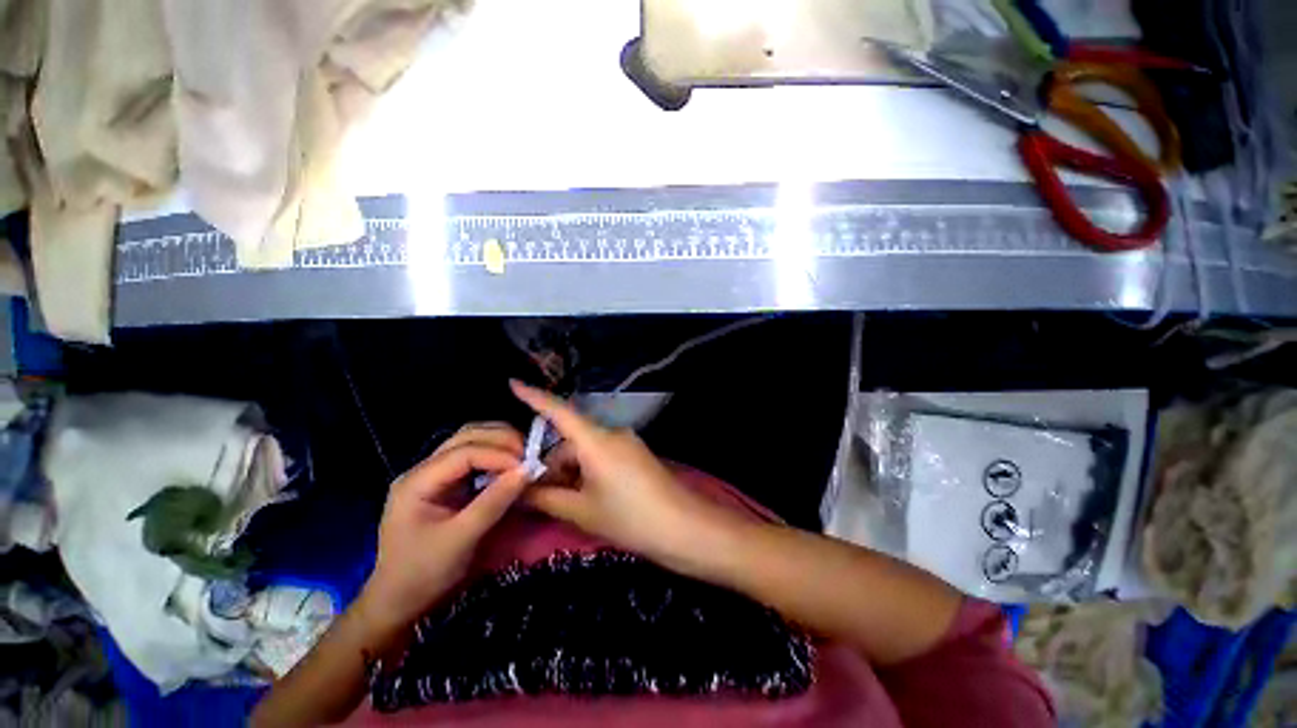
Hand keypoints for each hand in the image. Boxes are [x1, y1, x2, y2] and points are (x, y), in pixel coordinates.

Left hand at [357, 423, 529, 635]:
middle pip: (466, 436)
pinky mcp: (445, 483)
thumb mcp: (461, 540)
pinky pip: (474, 456)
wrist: (399, 602)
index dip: (499, 454)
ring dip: (500, 442)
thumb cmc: (424, 574)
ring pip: (470, 440)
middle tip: (530, 454)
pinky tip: (510, 464)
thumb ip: (493, 502)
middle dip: (501, 440)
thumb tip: (527, 470)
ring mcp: (434, 474)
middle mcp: (423, 470)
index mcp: (416, 482)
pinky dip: (495, 454)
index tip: (527, 466)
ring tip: (524, 455)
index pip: (463, 452)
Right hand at [511, 381, 735, 563]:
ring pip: (586, 451)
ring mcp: (626, 443)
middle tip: (540, 497)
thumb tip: (517, 489)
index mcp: (596, 440)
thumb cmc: (630, 517)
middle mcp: (611, 433)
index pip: (559, 411)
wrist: (684, 527)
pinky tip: (588, 498)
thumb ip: (545, 498)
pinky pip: (602, 456)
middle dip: (553, 465)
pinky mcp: (635, 454)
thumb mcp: (581, 511)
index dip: (534, 397)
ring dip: (571, 472)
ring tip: (568, 504)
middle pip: (571, 441)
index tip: (513, 383)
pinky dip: (588, 472)